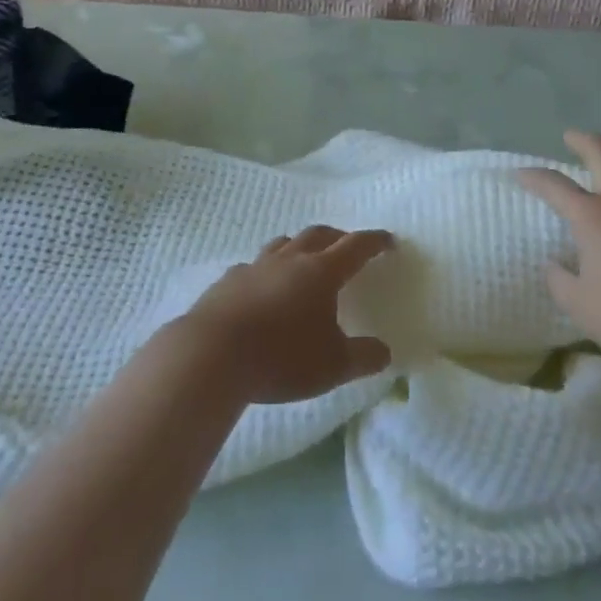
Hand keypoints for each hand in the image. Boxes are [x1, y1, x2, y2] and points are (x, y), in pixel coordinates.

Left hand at [175, 226, 395, 404]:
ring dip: (300, 246)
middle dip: (338, 237)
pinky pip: (254, 266)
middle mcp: (291, 260)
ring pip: (284, 244)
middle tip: (348, 246)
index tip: (388, 240)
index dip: (374, 242)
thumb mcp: (333, 366)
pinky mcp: (229, 280)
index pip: (356, 247)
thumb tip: (385, 352)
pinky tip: (263, 288)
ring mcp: (256, 266)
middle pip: (319, 235)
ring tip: (305, 260)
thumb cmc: (282, 357)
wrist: (212, 354)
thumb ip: (363, 357)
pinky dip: (267, 270)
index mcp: (322, 272)